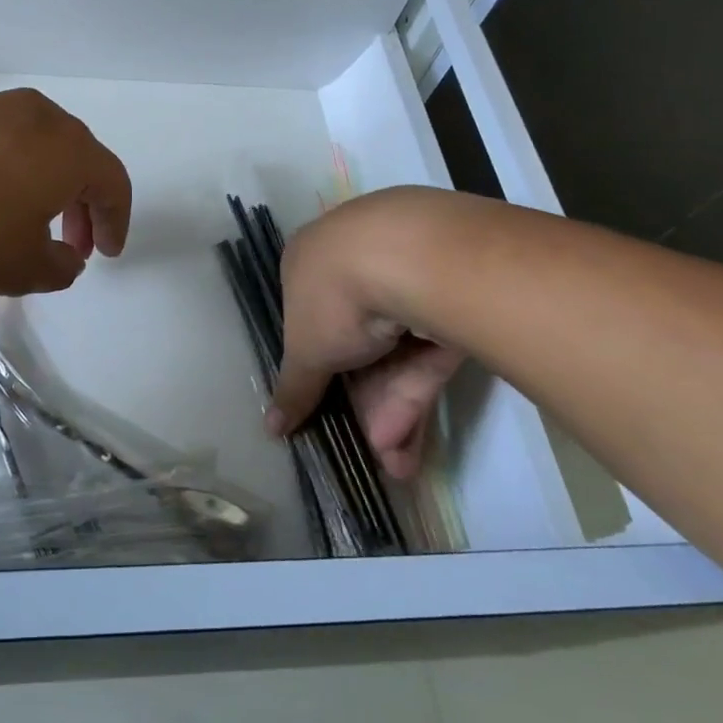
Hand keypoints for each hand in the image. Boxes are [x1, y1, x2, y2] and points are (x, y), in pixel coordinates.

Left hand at [0, 88, 131, 294]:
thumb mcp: (20, 268)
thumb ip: (60, 268)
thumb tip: (68, 258)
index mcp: (69, 150)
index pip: (114, 182)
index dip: (116, 221)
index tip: (106, 254)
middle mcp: (40, 117)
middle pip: (80, 160)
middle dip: (82, 206)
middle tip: (72, 245)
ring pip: (40, 148)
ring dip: (46, 189)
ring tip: (27, 226)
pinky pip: (2, 143)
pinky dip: (10, 174)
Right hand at [268, 190, 467, 480]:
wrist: (409, 256)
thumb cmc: (334, 296)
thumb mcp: (306, 351)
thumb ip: (293, 388)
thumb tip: (270, 427)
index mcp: (310, 261)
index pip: (310, 317)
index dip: (318, 366)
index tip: (325, 405)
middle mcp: (356, 260)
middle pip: (357, 341)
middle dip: (364, 402)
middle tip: (373, 449)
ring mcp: (407, 273)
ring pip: (397, 351)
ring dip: (394, 410)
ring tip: (399, 465)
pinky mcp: (451, 293)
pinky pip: (427, 349)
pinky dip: (419, 392)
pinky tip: (414, 445)